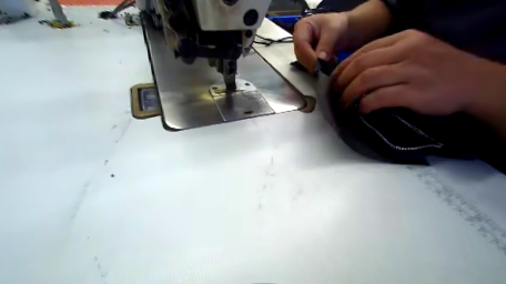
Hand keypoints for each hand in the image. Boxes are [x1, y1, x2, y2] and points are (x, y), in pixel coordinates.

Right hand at [296, 13, 349, 71]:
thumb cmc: (337, 25)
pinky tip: (328, 64)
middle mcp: (298, 40)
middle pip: (300, 55)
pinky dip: (318, 68)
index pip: (301, 44)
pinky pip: (308, 66)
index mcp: (301, 27)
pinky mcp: (306, 58)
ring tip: (330, 62)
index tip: (319, 64)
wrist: (343, 30)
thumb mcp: (334, 30)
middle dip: (312, 63)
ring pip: (303, 63)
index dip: (308, 56)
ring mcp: (301, 50)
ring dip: (316, 66)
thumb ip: (326, 44)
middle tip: (326, 67)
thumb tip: (320, 60)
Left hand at [335, 29, 503, 115]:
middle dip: (341, 82)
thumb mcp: (414, 52)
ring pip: (366, 80)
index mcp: (403, 39)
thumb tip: (355, 73)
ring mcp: (411, 71)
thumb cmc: (439, 69)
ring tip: (342, 105)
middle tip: (334, 95)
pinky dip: (365, 104)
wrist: (476, 83)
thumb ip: (387, 57)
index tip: (334, 82)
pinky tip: (360, 110)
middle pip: (360, 65)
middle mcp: (406, 51)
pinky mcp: (415, 92)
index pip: (362, 52)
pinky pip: (379, 97)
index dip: (342, 68)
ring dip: (348, 95)